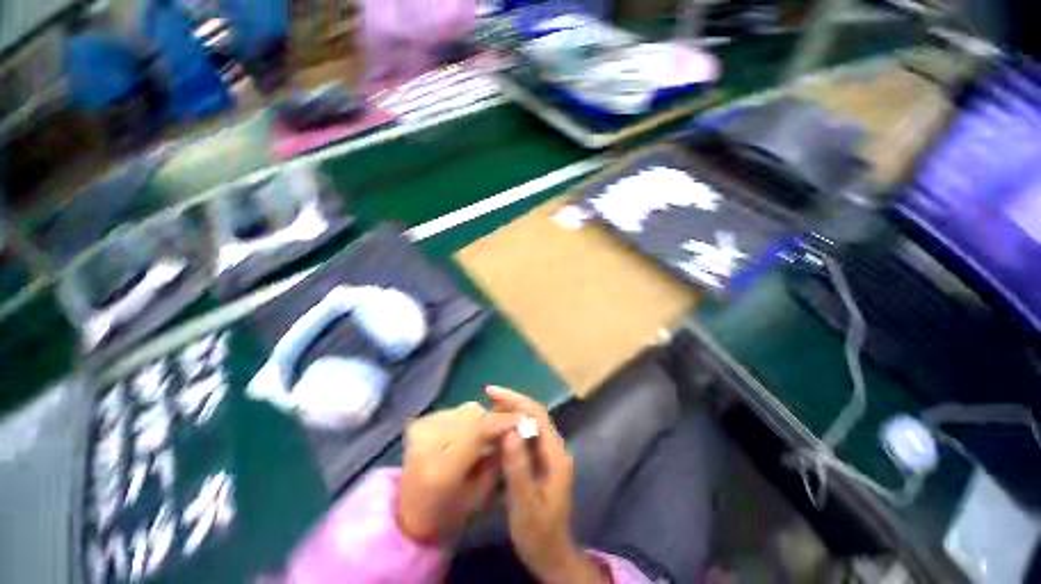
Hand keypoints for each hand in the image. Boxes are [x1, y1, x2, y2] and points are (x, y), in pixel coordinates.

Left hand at [398, 402, 521, 543]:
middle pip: (473, 414)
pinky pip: (455, 410)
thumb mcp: (480, 493)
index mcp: (441, 469)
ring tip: (484, 435)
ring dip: (481, 418)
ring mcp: (421, 428)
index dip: (503, 421)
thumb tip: (516, 428)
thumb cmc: (448, 513)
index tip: (524, 419)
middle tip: (507, 429)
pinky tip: (466, 434)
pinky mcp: (420, 422)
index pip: (478, 430)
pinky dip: (467, 419)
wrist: (409, 512)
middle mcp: (428, 442)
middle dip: (494, 419)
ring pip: (466, 409)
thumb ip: (498, 458)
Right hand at [488, 387, 610, 583]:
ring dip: (512, 411)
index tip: (492, 392)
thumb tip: (510, 430)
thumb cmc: (538, 533)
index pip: (537, 415)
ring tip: (490, 407)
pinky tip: (498, 429)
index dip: (515, 400)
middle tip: (487, 395)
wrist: (552, 554)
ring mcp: (550, 454)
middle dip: (512, 401)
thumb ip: (518, 467)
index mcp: (555, 455)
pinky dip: (512, 426)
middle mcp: (555, 448)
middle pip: (535, 414)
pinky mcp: (542, 461)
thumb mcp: (525, 504)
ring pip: (531, 423)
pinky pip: (527, 435)